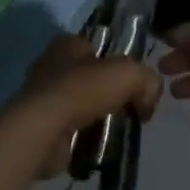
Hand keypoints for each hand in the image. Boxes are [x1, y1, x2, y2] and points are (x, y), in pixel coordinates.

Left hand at [13, 35, 161, 179]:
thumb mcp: (128, 74)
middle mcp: (52, 64)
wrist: (44, 130)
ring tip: (115, 133)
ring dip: (99, 119)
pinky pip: (72, 129)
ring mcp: (44, 96)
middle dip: (111, 95)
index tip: (136, 86)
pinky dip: (85, 138)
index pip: (101, 47)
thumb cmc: (82, 90)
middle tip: (130, 111)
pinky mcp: (41, 125)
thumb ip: (147, 80)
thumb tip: (148, 100)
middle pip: (93, 78)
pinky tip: (97, 146)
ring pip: (83, 105)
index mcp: (68, 43)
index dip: (120, 64)